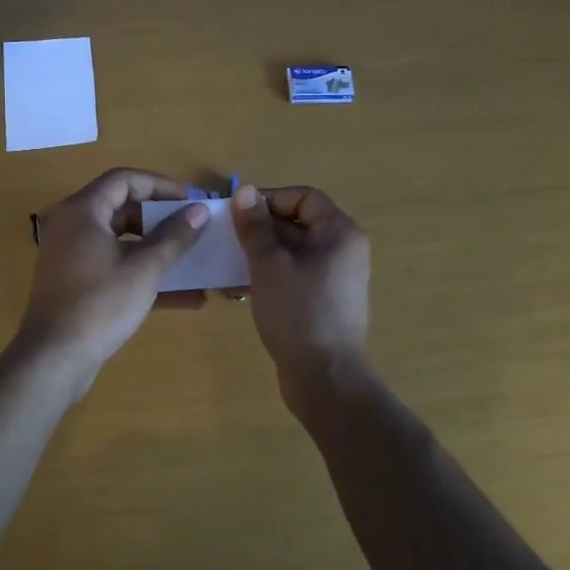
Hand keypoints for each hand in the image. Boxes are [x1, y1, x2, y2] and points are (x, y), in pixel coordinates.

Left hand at [14, 169, 208, 388]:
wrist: (54, 360)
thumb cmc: (99, 304)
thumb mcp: (144, 269)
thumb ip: (174, 237)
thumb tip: (200, 212)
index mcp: (83, 211)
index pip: (125, 180)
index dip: (161, 185)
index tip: (191, 200)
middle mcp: (74, 226)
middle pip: (123, 208)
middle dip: (162, 219)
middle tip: (194, 228)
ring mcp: (74, 256)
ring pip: (123, 242)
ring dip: (159, 250)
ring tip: (196, 259)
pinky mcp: (79, 284)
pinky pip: (117, 268)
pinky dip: (145, 275)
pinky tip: (187, 297)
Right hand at [230, 184, 371, 405]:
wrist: (325, 378)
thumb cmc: (298, 313)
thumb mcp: (269, 265)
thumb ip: (255, 227)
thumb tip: (246, 191)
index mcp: (339, 233)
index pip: (303, 197)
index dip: (269, 199)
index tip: (237, 214)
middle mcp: (343, 250)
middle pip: (298, 223)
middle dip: (260, 229)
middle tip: (225, 240)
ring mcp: (335, 278)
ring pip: (292, 251)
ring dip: (260, 254)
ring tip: (228, 266)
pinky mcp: (324, 301)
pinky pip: (295, 275)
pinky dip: (270, 275)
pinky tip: (240, 290)